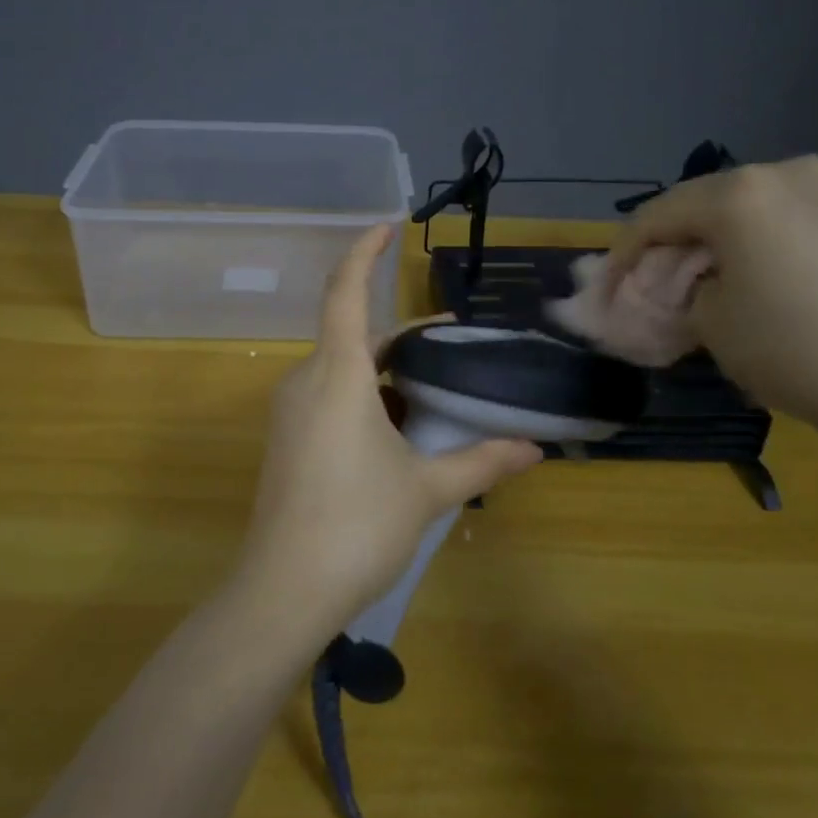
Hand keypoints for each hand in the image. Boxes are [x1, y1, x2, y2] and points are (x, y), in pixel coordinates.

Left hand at [235, 226, 542, 639]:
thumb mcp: (427, 489)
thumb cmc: (357, 525)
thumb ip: (480, 461)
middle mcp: (306, 381)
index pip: (345, 291)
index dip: (364, 252)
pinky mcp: (288, 440)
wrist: (283, 591)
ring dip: (386, 369)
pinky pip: (330, 397)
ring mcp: (291, 412)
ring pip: (343, 368)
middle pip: (353, 333)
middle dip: (402, 333)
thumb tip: (534, 450)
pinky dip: (367, 396)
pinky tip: (401, 427)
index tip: (387, 227)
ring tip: (437, 387)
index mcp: (337, 374)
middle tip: (453, 341)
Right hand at [602, 157, 817, 451]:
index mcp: (741, 191)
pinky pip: (787, 222)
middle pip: (703, 205)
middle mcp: (788, 173)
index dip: (621, 255)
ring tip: (701, 284)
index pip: (657, 216)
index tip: (605, 292)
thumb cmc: (790, 347)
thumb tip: (682, 286)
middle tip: (650, 286)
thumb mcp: (708, 322)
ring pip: (748, 212)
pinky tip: (754, 281)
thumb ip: (680, 291)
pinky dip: (757, 246)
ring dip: (715, 244)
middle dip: (671, 246)